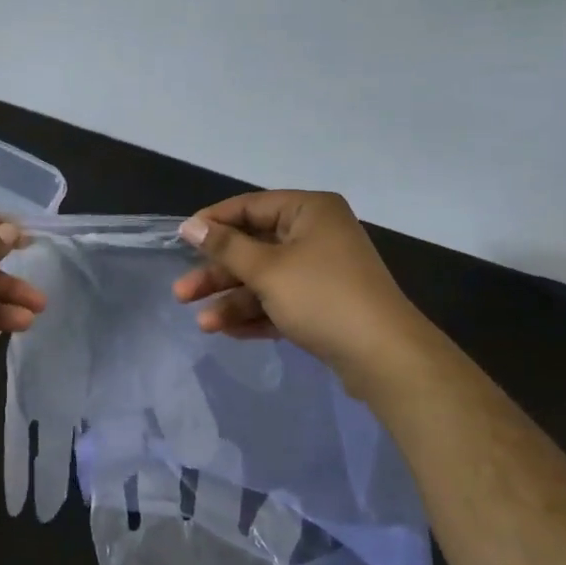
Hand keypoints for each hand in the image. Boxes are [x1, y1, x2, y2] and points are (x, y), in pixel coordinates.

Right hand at [172, 191, 427, 379]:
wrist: (384, 357)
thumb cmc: (322, 297)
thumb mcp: (267, 269)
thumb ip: (225, 246)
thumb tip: (189, 225)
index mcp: (309, 211)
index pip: (250, 207)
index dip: (213, 223)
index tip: (181, 240)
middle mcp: (316, 234)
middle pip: (253, 247)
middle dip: (218, 274)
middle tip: (182, 293)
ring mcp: (321, 271)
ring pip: (264, 279)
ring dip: (232, 300)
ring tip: (203, 324)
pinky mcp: (323, 304)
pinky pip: (280, 302)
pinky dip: (256, 314)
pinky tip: (227, 332)